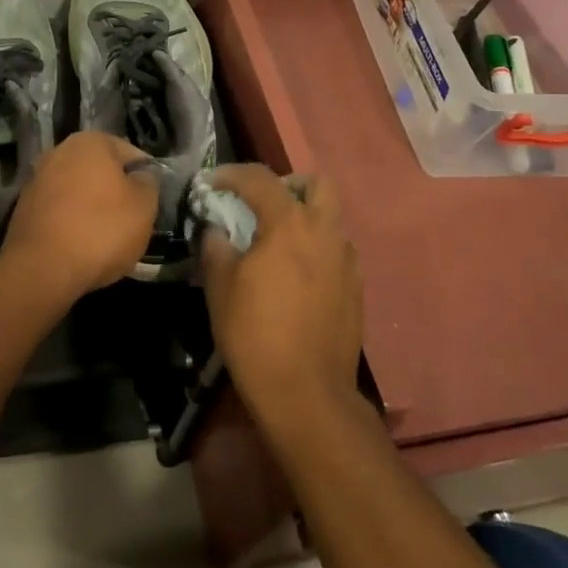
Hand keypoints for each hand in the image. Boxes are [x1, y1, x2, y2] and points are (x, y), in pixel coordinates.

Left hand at [0, 131, 158, 307]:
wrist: (42, 269)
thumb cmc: (101, 230)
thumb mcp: (144, 206)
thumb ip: (148, 183)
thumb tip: (141, 177)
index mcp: (90, 142)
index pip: (131, 154)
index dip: (146, 177)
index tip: (151, 203)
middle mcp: (59, 152)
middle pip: (101, 172)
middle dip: (116, 192)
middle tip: (132, 222)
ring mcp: (37, 180)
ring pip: (79, 192)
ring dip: (93, 208)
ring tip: (107, 239)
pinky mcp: (24, 209)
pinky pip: (60, 211)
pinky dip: (72, 223)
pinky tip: (82, 247)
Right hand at [197, 165, 362, 429]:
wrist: (307, 392)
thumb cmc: (255, 334)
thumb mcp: (220, 287)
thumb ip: (216, 246)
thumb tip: (216, 229)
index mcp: (290, 224)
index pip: (261, 179)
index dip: (232, 174)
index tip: (211, 183)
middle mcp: (325, 232)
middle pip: (317, 184)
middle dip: (288, 184)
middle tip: (261, 205)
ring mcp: (347, 260)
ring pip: (330, 218)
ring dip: (304, 217)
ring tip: (276, 243)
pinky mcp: (356, 288)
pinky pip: (336, 250)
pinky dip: (315, 248)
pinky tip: (294, 276)